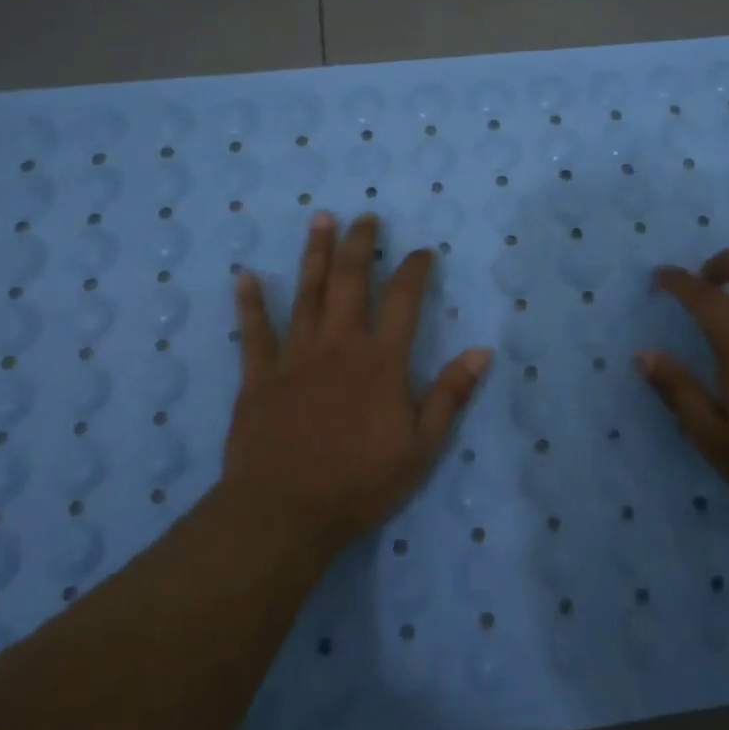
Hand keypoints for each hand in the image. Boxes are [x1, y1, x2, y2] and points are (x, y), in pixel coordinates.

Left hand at [224, 212, 492, 555]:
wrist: (285, 512)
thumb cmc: (360, 483)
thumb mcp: (421, 448)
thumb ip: (450, 395)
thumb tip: (482, 351)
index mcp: (381, 361)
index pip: (404, 300)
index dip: (415, 270)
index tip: (423, 252)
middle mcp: (339, 345)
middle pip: (351, 281)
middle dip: (361, 245)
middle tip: (366, 217)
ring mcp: (295, 357)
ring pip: (307, 294)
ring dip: (315, 255)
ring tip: (321, 220)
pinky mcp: (259, 376)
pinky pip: (254, 332)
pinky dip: (250, 303)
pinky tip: (245, 276)